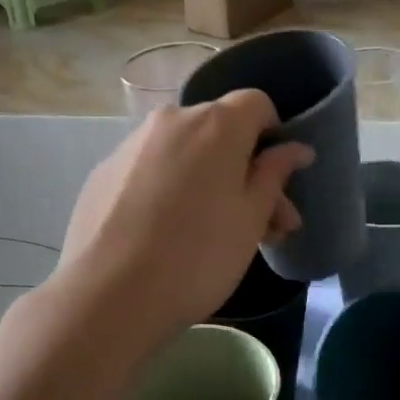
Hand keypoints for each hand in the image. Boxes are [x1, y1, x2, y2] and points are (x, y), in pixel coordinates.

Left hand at [57, 95, 311, 344]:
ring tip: (212, 234)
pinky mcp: (103, 172)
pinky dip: (168, 189)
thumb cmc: (198, 257)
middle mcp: (171, 120)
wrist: (109, 295)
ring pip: (183, 151)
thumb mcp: (250, 220)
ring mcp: (131, 145)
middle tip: (262, 225)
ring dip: (206, 180)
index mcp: (216, 124)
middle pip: (219, 130)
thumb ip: (274, 176)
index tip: (276, 180)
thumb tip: (295, 148)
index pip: (256, 104)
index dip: (273, 136)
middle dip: (244, 169)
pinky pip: (150, 170)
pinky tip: (166, 234)